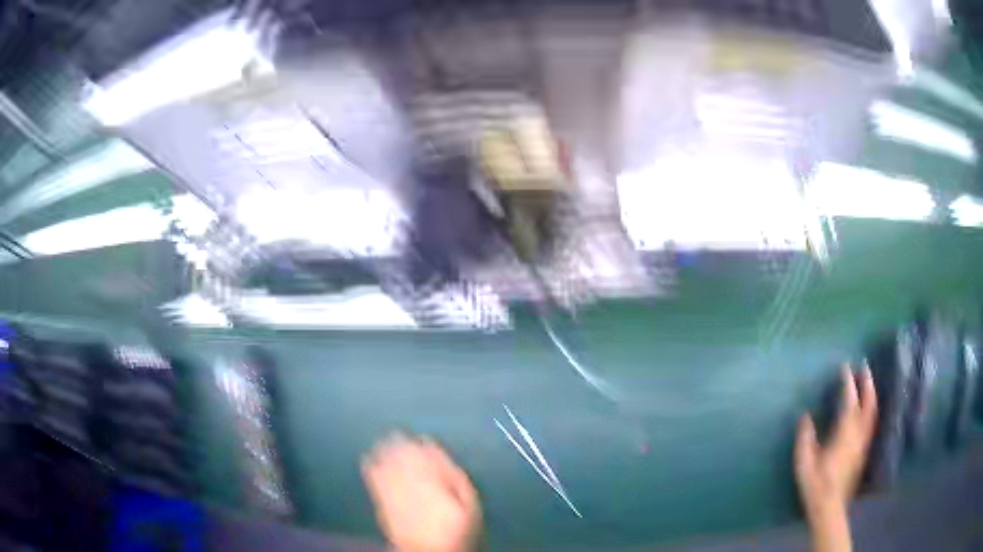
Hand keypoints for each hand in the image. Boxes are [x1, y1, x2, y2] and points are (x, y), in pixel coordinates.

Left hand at [362, 434, 480, 551]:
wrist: (428, 550)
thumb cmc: (455, 527)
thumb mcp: (469, 503)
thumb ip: (455, 477)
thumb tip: (441, 454)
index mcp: (432, 480)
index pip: (424, 455)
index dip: (421, 444)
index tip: (420, 436)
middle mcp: (409, 481)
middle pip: (402, 457)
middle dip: (398, 443)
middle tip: (396, 431)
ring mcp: (394, 491)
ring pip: (387, 464)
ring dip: (384, 451)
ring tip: (383, 439)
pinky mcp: (383, 501)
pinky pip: (374, 478)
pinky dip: (370, 465)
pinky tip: (367, 457)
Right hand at [795, 365, 877, 551]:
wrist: (830, 507)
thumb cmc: (816, 484)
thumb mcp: (804, 462)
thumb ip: (805, 437)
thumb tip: (806, 416)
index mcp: (845, 434)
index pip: (849, 402)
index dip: (848, 383)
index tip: (845, 367)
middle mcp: (858, 434)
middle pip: (868, 403)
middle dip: (867, 383)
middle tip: (864, 366)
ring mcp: (863, 443)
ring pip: (873, 412)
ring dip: (871, 394)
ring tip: (868, 382)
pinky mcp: (863, 451)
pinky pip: (871, 422)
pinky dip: (871, 408)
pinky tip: (868, 408)